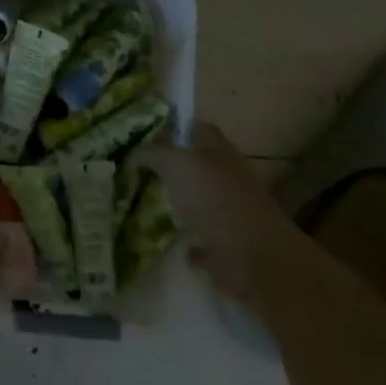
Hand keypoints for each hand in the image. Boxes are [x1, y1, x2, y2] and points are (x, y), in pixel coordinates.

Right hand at [143, 122, 294, 304]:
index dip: (179, 130)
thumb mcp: (175, 163)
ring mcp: (234, 214)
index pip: (201, 130)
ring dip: (187, 206)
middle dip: (180, 170)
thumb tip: (134, 154)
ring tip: (156, 208)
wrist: (251, 254)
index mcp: (221, 153)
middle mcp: (231, 179)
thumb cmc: (212, 197)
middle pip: (204, 168)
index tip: (153, 137)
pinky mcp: (233, 248)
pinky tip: (177, 245)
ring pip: (206, 204)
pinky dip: (194, 245)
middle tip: (147, 173)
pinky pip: (208, 243)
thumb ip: (153, 154)